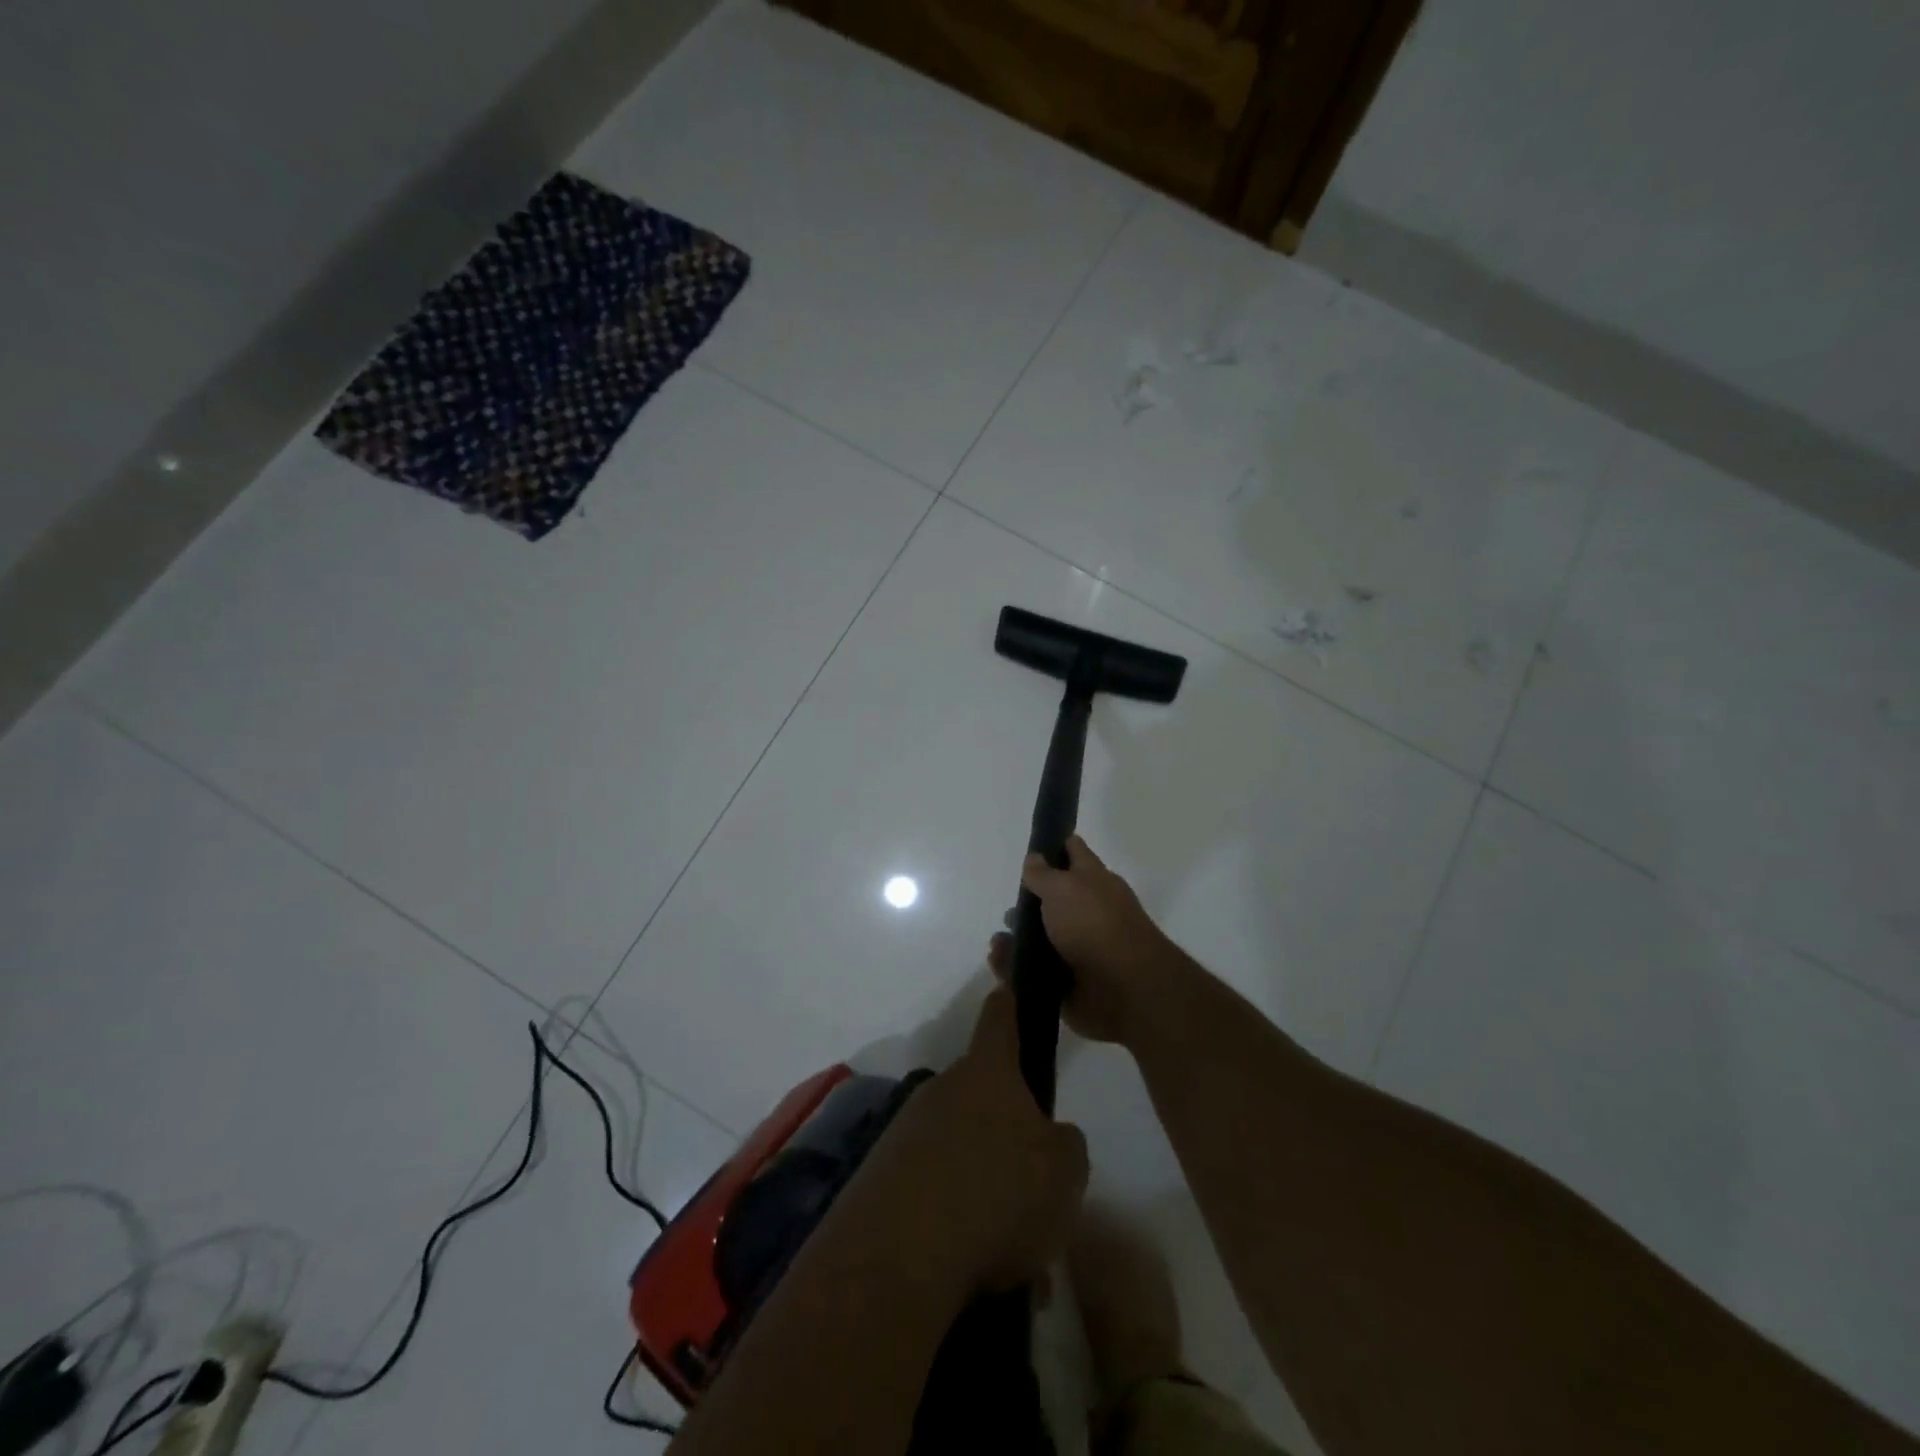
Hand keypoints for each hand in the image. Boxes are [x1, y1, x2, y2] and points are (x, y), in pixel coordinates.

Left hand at [859, 988, 1089, 1291]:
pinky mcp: (880, 1176)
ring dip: (981, 1185)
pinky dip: (952, 1219)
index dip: (1009, 1003)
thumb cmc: (998, 1195)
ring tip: (1007, 1250)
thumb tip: (1049, 1138)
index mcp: (988, 1073)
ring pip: (957, 1148)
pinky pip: (931, 1188)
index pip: (999, 1018)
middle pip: (980, 1094)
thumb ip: (1066, 1145)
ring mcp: (905, 1130)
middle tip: (1031, 1185)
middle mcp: (942, 1089)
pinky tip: (971, 1269)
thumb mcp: (1065, 1172)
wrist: (898, 1255)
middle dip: (1004, 1130)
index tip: (1009, 988)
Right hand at [988, 835, 1174, 1044]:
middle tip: (1008, 911)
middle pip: (1051, 901)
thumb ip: (1043, 873)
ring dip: (1014, 939)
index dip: (1054, 846)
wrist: (1123, 990)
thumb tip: (1034, 857)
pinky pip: (1031, 972)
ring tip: (998, 942)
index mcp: (1093, 882)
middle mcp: (1085, 912)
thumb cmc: (1094, 925)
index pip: (1073, 853)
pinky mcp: (1064, 982)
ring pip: (1038, 939)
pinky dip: (1012, 968)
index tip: (1032, 847)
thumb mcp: (1063, 887)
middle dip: (1026, 905)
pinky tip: (998, 961)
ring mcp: (1076, 948)